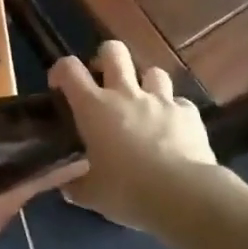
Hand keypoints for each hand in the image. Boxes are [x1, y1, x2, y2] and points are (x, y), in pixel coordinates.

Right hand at [51, 42, 235, 231]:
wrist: (184, 196)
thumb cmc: (127, 191)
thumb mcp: (92, 194)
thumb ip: (76, 185)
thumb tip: (67, 186)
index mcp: (94, 107)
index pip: (69, 69)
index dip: (61, 70)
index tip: (58, 85)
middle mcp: (125, 94)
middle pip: (114, 51)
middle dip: (106, 58)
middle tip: (104, 81)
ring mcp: (160, 100)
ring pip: (152, 71)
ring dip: (146, 84)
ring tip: (143, 105)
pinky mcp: (189, 114)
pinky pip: (180, 103)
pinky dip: (174, 112)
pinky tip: (173, 129)